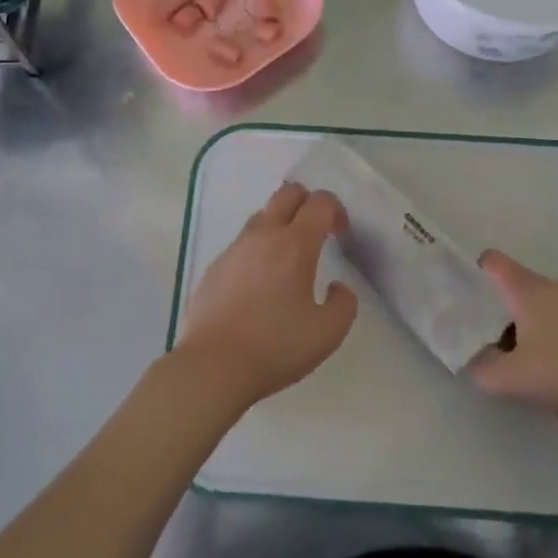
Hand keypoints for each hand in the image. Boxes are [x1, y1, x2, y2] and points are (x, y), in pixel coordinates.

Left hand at [173, 182, 357, 412]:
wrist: (213, 365)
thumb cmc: (275, 346)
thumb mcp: (327, 333)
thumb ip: (344, 304)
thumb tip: (337, 287)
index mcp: (295, 244)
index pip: (320, 202)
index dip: (336, 210)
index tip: (340, 234)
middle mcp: (264, 235)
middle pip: (287, 193)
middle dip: (307, 203)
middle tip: (316, 233)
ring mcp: (235, 248)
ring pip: (262, 215)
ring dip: (280, 224)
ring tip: (287, 259)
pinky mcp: (215, 266)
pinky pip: (243, 243)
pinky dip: (258, 249)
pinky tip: (259, 283)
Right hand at [468, 249, 557, 425]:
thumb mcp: (515, 378)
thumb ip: (483, 369)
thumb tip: (469, 361)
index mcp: (525, 288)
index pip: (490, 261)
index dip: (469, 271)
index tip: (454, 294)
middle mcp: (546, 286)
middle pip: (508, 281)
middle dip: (487, 300)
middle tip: (469, 327)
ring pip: (529, 300)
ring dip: (512, 318)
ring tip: (499, 348)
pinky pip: (549, 316)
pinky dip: (535, 330)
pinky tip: (536, 360)